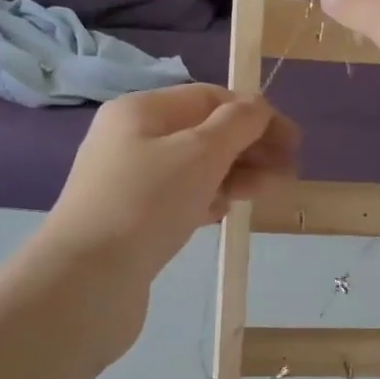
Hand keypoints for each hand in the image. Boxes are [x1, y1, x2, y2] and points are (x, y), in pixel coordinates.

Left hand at [44, 84, 298, 282]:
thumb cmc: (146, 203)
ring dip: (235, 174)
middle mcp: (132, 139)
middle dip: (249, 147)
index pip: (209, 98)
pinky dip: (209, 198)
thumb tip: (259, 107)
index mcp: (141, 111)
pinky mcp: (133, 219)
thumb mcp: (199, 152)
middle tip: (287, 173)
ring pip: (195, 167)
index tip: (292, 142)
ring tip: (266, 193)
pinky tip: (225, 211)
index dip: (254, 114)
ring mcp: (129, 181)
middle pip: (204, 132)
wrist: (87, 280)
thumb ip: (237, 124)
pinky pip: (181, 197)